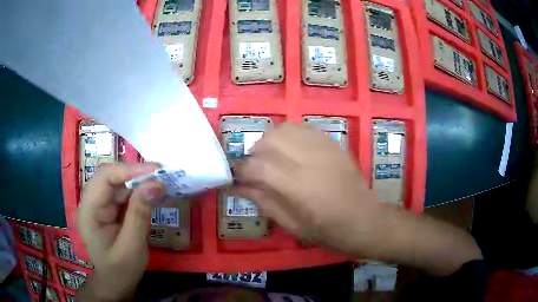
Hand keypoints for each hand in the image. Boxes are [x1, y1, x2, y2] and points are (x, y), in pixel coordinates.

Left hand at [77, 163, 165, 301]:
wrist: (117, 282)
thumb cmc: (121, 270)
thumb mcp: (132, 246)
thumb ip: (139, 214)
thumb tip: (155, 184)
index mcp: (89, 210)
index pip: (104, 178)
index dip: (128, 170)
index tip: (155, 170)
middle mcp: (91, 201)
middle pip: (111, 176)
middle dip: (136, 174)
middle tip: (162, 175)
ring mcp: (100, 204)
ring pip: (119, 183)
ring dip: (139, 182)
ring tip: (161, 184)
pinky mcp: (110, 208)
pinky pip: (124, 193)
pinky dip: (139, 192)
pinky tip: (152, 194)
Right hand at [235, 124, 481, 275]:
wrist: (365, 220)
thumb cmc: (328, 231)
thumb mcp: (292, 225)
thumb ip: (264, 202)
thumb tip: (240, 186)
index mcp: (298, 187)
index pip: (257, 166)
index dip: (241, 170)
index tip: (237, 176)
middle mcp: (309, 160)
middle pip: (269, 140)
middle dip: (255, 153)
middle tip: (255, 169)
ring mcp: (324, 148)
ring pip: (285, 129)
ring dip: (271, 141)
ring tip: (272, 158)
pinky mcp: (333, 143)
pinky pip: (303, 128)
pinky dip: (289, 136)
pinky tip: (291, 150)